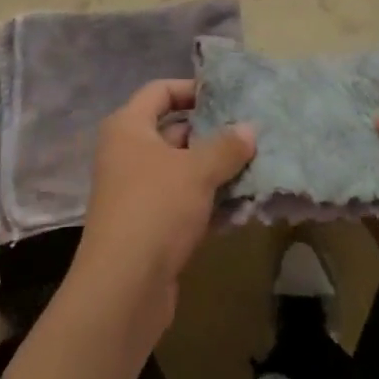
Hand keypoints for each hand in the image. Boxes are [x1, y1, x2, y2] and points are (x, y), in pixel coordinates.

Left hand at [72, 79, 255, 340]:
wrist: (123, 289)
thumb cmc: (156, 209)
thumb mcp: (197, 171)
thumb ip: (226, 146)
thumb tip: (249, 128)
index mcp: (128, 128)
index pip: (159, 91)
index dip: (191, 89)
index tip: (226, 96)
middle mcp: (127, 154)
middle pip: (173, 131)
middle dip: (211, 132)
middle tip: (250, 133)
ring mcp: (136, 192)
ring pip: (181, 169)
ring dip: (214, 170)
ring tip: (256, 166)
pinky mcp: (148, 226)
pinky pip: (183, 202)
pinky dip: (208, 201)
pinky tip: (241, 206)